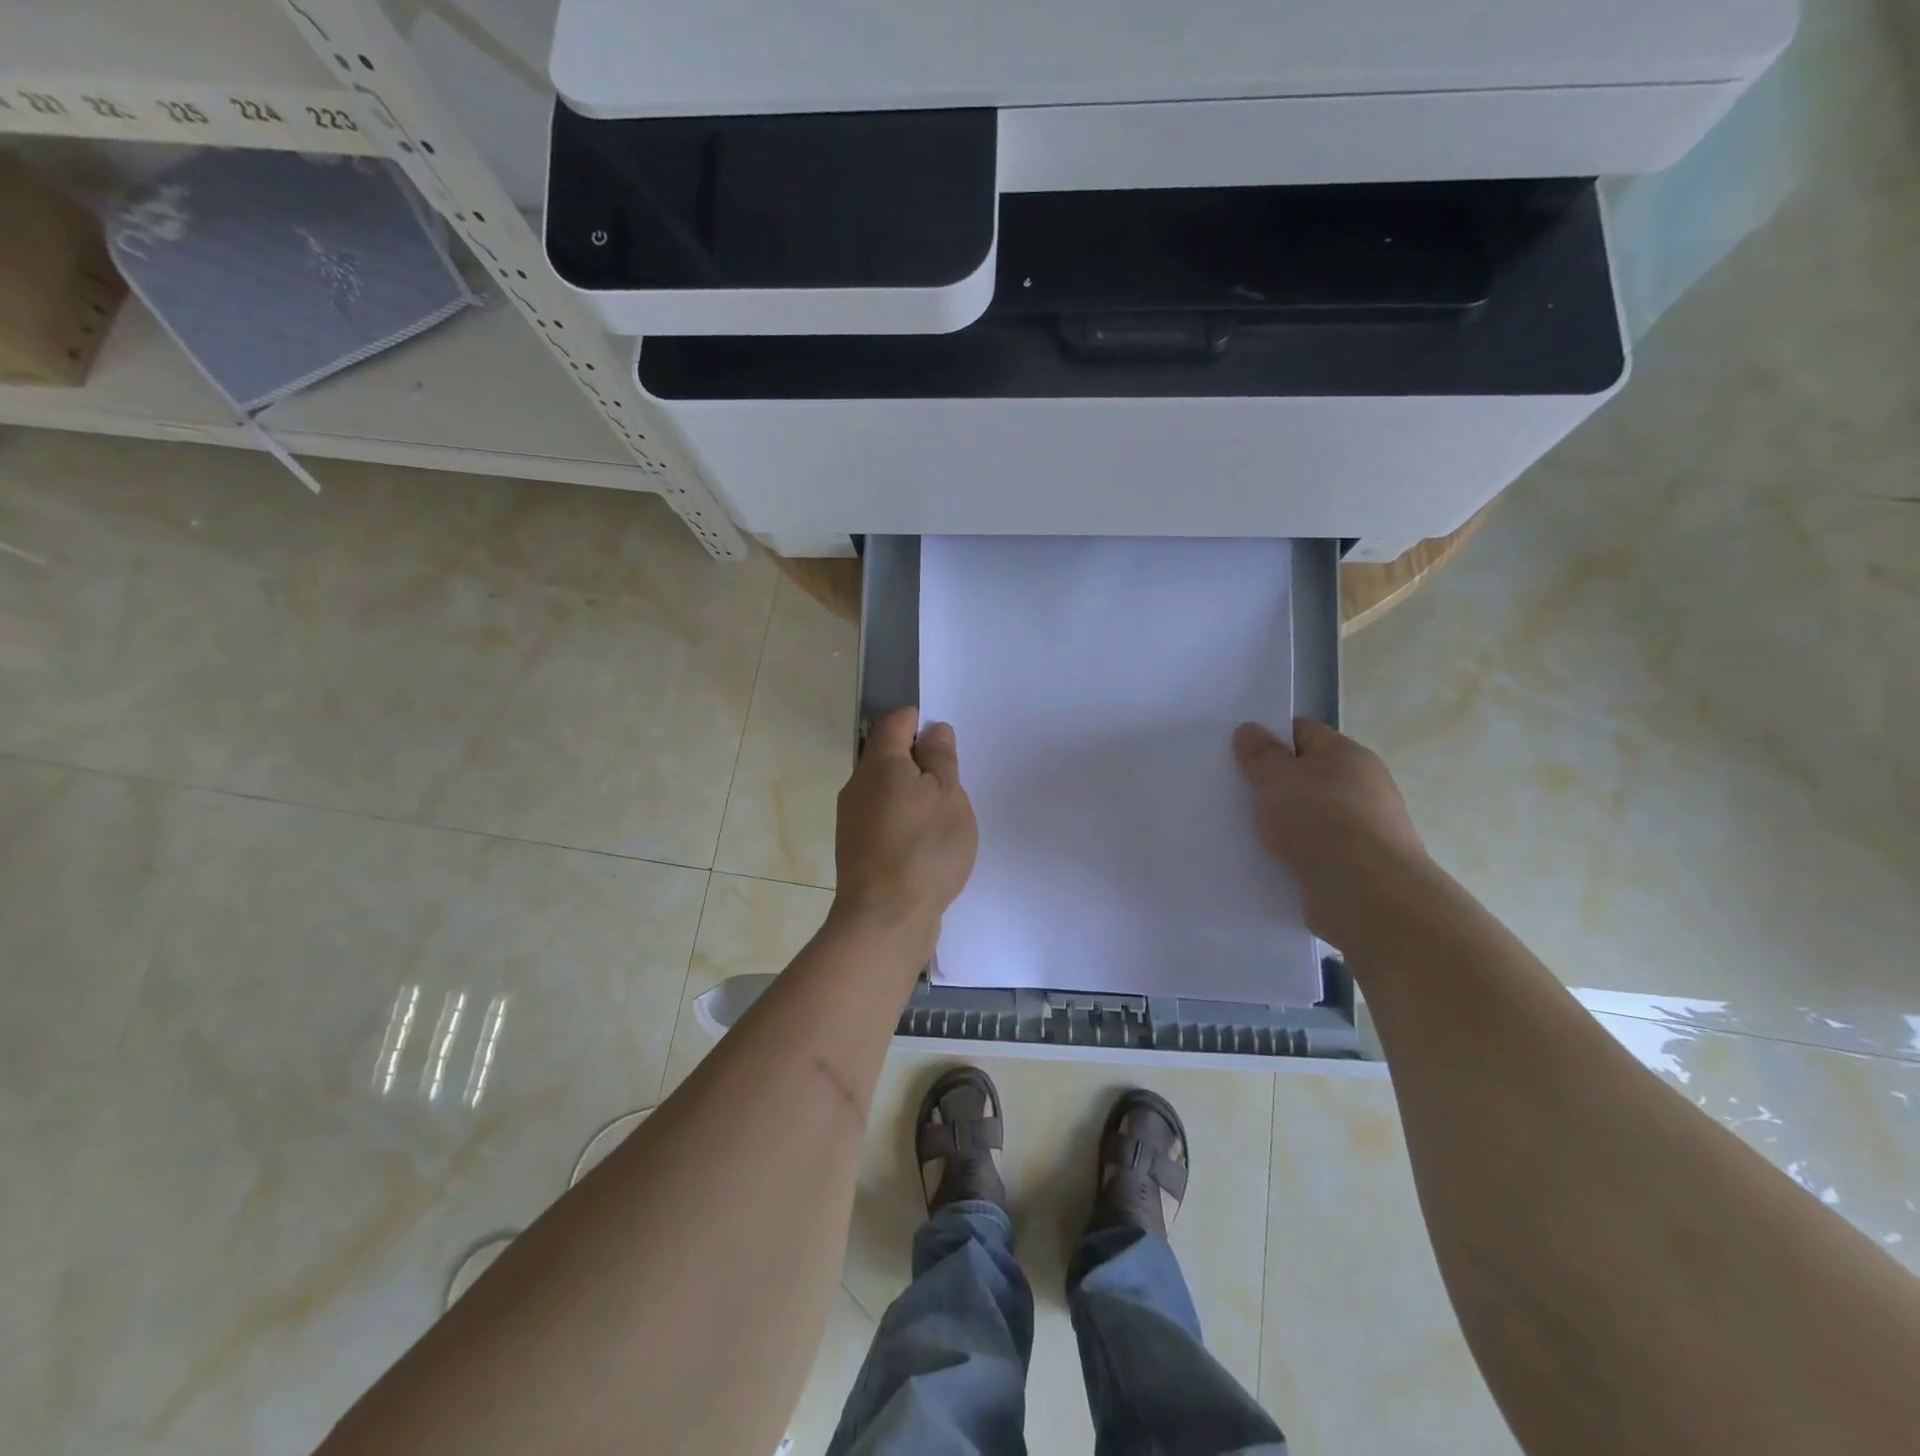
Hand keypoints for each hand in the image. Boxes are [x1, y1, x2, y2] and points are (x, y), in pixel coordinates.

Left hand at [832, 707, 978, 946]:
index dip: (920, 720)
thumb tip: (933, 730)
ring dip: (911, 792)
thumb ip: (941, 759)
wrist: (885, 919)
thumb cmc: (924, 849)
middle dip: (918, 759)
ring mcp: (852, 819)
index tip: (945, 737)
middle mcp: (858, 786)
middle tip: (952, 778)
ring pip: (884, 789)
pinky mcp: (856, 849)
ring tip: (943, 812)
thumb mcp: (948, 796)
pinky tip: (925, 841)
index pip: (895, 722)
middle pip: (886, 756)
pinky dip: (903, 818)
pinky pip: (882, 818)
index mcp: (880, 764)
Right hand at [1232, 719, 1428, 942]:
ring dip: (1281, 824)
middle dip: (1272, 785)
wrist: (1366, 895)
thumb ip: (1261, 754)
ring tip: (1243, 832)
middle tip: (1234, 794)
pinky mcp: (1357, 867)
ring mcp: (1363, 829)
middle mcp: (1362, 787)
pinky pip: (1315, 852)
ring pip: (1308, 817)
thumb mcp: (1277, 778)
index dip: (1268, 739)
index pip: (1302, 733)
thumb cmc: (1319, 821)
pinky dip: (1294, 855)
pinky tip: (1268, 862)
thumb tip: (1250, 729)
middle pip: (1306, 776)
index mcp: (1347, 755)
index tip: (1237, 756)